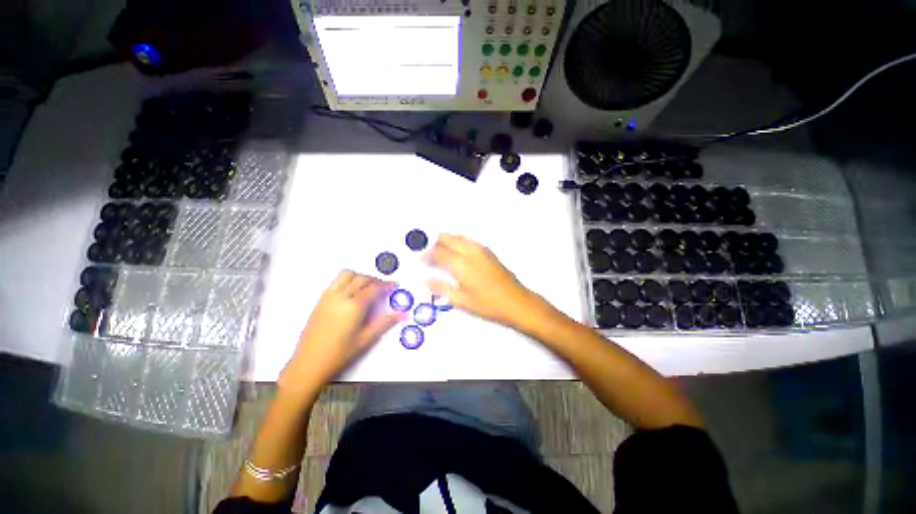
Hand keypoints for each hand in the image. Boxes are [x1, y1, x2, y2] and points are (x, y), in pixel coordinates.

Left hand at [281, 271, 401, 393]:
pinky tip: (352, 293)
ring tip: (367, 287)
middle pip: (361, 278)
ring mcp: (328, 297)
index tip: (394, 285)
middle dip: (375, 280)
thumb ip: (385, 323)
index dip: (386, 285)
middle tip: (383, 288)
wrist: (308, 364)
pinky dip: (347, 280)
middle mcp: (341, 297)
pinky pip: (336, 282)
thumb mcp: (366, 339)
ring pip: (347, 275)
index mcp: (354, 306)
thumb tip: (402, 314)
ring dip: (360, 277)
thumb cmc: (339, 354)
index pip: (374, 288)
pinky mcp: (320, 300)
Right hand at [426, 234, 542, 327]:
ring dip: (446, 241)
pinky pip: (468, 240)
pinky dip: (458, 242)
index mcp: (462, 265)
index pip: (438, 253)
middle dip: (435, 244)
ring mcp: (481, 250)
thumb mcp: (462, 301)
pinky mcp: (488, 251)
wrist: (516, 302)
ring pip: (458, 237)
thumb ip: (442, 288)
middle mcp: (470, 252)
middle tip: (429, 255)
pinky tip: (457, 253)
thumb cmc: (489, 305)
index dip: (426, 255)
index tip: (419, 259)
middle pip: (447, 238)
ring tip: (441, 254)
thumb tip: (427, 280)